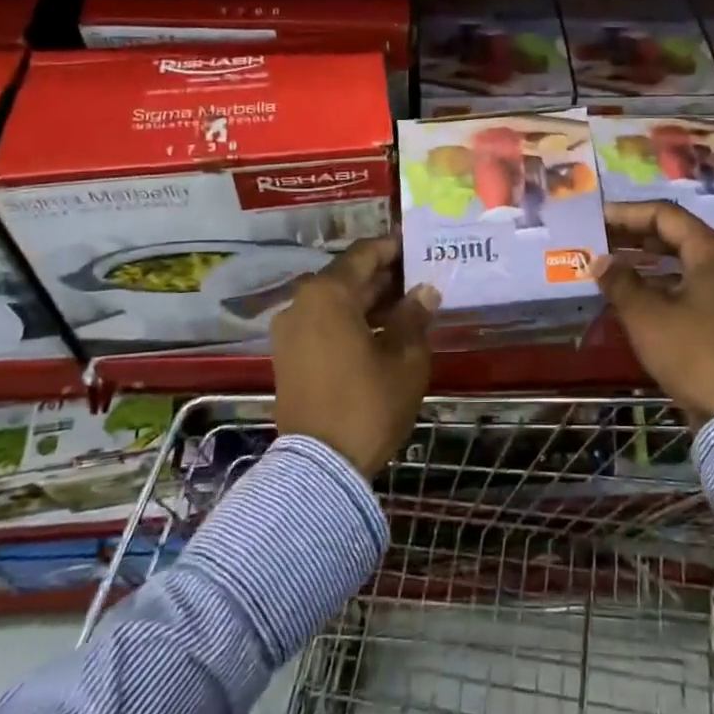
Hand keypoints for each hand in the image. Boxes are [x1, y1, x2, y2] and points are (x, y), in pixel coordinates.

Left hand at [270, 235, 438, 476]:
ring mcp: (290, 331)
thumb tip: (424, 291)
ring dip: (369, 300)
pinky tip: (382, 331)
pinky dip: (350, 320)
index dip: (394, 247)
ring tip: (409, 305)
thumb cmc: (368, 404)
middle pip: (348, 276)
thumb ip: (414, 317)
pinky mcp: (288, 356)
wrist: (319, 468)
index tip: (419, 245)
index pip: (365, 254)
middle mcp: (302, 303)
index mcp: (328, 294)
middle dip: (384, 276)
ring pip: (335, 301)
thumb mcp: (405, 359)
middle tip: (421, 277)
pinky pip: (323, 323)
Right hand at [590, 201, 713, 425]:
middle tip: (602, 240)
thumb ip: (621, 282)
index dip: (628, 214)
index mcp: (712, 252)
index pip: (666, 215)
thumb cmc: (694, 353)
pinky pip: (693, 287)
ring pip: (685, 263)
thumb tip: (600, 261)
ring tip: (614, 266)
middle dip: (636, 236)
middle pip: (677, 236)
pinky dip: (664, 285)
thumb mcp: (647, 316)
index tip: (598, 219)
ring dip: (649, 262)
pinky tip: (638, 297)